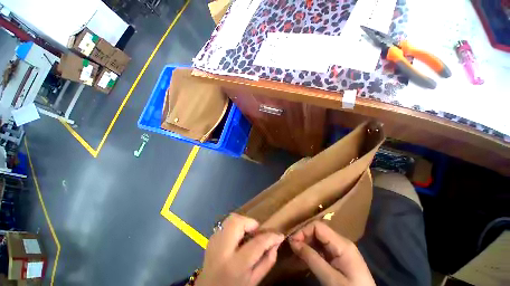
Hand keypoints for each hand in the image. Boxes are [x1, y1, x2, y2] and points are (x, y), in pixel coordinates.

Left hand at [196, 213, 283, 285]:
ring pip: (230, 219)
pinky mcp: (211, 238)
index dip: (270, 237)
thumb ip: (267, 261)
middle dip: (250, 223)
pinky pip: (226, 223)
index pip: (256, 244)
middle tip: (257, 233)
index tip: (279, 235)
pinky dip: (235, 225)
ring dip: (243, 222)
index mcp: (234, 265)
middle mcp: (221, 250)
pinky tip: (238, 237)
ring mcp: (213, 242)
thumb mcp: (253, 281)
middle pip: (237, 222)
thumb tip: (276, 243)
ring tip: (247, 234)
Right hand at [289, 221, 374, 285]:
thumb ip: (312, 258)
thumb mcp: (330, 278)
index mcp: (342, 244)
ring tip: (296, 253)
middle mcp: (341, 242)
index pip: (318, 226)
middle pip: (318, 231)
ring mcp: (340, 250)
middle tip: (292, 248)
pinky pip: (322, 249)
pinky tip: (305, 258)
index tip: (292, 242)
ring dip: (306, 244)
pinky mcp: (338, 257)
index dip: (303, 231)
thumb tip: (292, 242)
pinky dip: (312, 252)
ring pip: (318, 239)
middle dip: (303, 237)